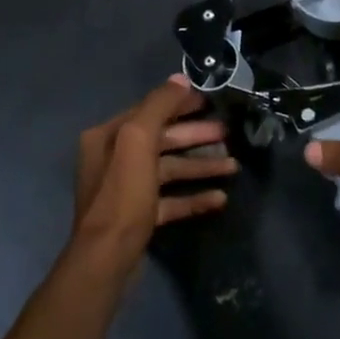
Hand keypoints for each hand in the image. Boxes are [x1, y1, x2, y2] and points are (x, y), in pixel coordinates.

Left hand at [73, 76, 235, 274]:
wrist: (107, 259)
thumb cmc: (123, 194)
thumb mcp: (139, 140)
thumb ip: (159, 106)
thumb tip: (180, 79)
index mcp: (109, 136)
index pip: (149, 111)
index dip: (180, 104)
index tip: (210, 102)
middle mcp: (114, 159)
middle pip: (162, 140)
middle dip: (196, 136)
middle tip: (228, 133)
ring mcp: (126, 190)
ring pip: (170, 170)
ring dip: (200, 167)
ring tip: (233, 167)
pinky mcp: (139, 216)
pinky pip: (170, 200)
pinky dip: (193, 197)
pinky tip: (220, 198)